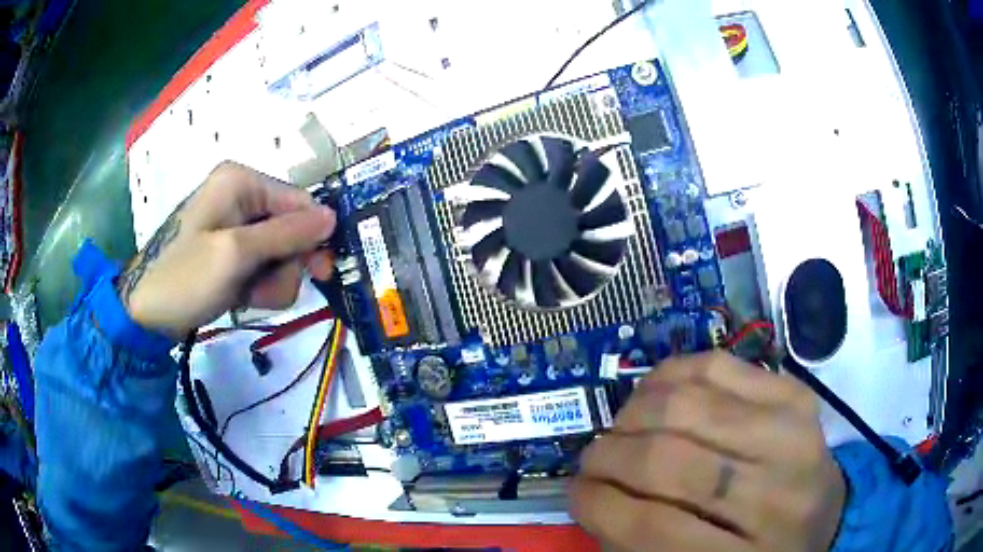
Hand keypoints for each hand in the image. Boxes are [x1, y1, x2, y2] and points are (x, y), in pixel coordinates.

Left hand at [116, 161, 336, 337]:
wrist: (144, 314)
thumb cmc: (184, 278)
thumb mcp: (235, 254)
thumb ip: (286, 234)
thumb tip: (332, 217)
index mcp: (241, 182)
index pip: (299, 201)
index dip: (314, 236)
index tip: (322, 273)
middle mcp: (241, 197)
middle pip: (291, 230)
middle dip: (284, 265)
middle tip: (267, 291)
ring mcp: (235, 226)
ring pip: (280, 254)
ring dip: (271, 282)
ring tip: (247, 297)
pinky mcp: (231, 252)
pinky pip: (263, 267)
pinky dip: (258, 287)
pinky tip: (241, 298)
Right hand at [570, 352, 845, 551]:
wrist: (825, 516)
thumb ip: (642, 543)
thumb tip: (594, 496)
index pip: (653, 528)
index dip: (599, 507)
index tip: (575, 495)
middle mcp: (778, 494)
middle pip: (669, 460)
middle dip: (609, 457)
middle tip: (593, 461)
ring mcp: (792, 432)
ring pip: (687, 404)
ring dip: (633, 414)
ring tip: (622, 429)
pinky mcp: (794, 392)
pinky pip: (715, 365)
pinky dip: (669, 376)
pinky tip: (655, 396)